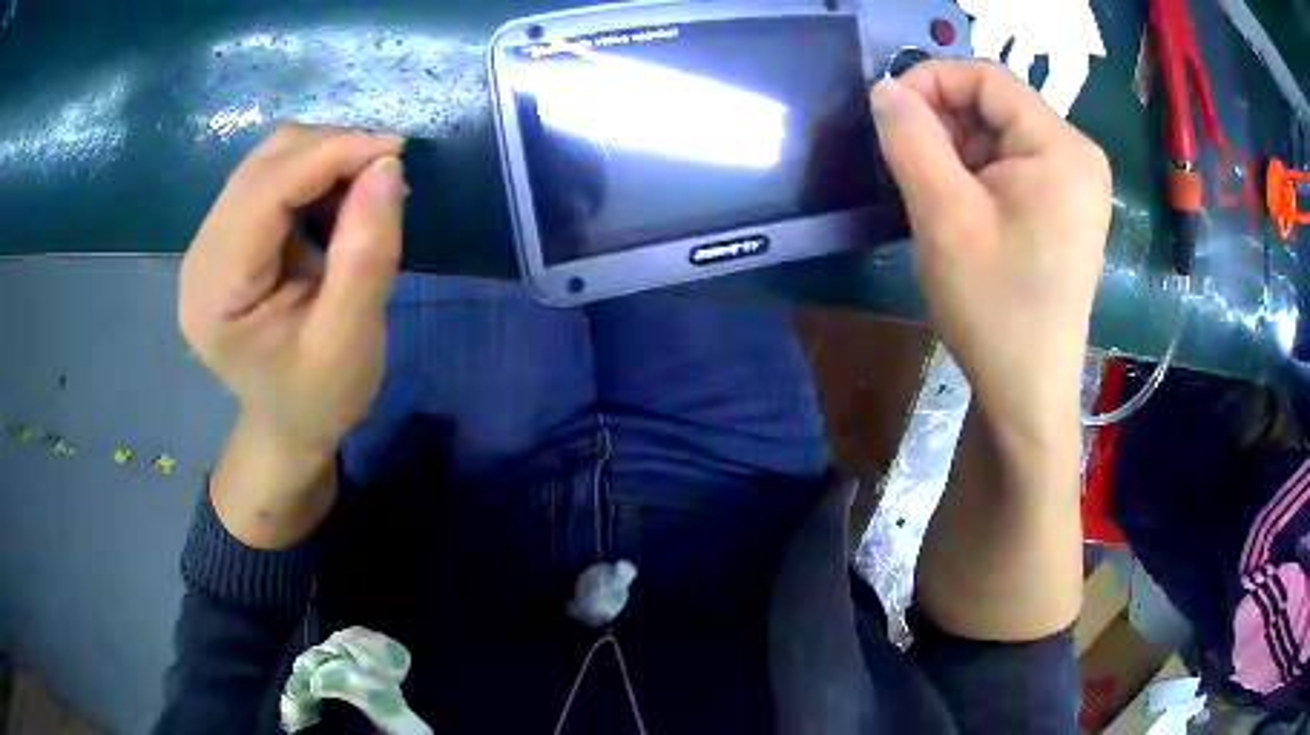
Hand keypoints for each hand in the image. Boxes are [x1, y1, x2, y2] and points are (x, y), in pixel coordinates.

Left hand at [180, 125, 406, 458]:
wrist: (290, 425)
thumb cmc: (319, 398)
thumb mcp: (351, 340)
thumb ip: (366, 255)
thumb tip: (387, 165)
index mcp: (215, 294)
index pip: (265, 192)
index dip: (330, 155)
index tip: (396, 148)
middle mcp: (200, 257)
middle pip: (263, 165)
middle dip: (330, 151)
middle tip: (386, 173)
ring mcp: (209, 243)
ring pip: (269, 161)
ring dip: (324, 160)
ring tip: (365, 194)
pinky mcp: (227, 237)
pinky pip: (271, 177)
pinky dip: (314, 175)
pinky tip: (339, 204)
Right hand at [872, 62, 1108, 639]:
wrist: (1028, 389)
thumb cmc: (994, 307)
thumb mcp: (943, 217)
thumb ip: (910, 139)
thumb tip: (885, 89)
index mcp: (1061, 148)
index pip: (986, 78)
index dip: (929, 82)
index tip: (887, 116)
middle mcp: (1078, 155)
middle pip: (995, 105)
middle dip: (943, 123)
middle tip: (907, 167)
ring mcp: (1076, 182)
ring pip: (999, 134)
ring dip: (956, 151)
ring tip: (933, 196)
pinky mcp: (1066, 206)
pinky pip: (1012, 164)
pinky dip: (975, 173)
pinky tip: (959, 210)